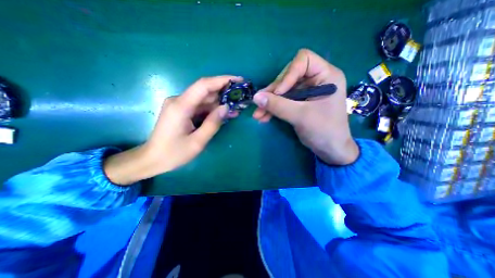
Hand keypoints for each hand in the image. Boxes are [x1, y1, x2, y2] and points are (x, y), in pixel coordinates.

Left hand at [104, 75, 241, 185]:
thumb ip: (213, 123)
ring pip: (204, 99)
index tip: (239, 80)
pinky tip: (224, 113)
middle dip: (224, 92)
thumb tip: (226, 107)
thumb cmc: (173, 153)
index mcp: (181, 106)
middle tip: (241, 96)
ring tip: (237, 107)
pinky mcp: (182, 111)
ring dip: (220, 102)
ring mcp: (180, 105)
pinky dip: (212, 109)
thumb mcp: (197, 142)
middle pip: (205, 91)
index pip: (204, 85)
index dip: (222, 80)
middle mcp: (179, 100)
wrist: (152, 159)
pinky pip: (200, 107)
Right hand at [253, 48, 357, 164]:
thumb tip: (256, 97)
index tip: (278, 92)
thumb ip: (278, 105)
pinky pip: (283, 101)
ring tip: (258, 114)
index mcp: (326, 76)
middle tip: (260, 104)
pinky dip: (273, 108)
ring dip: (269, 102)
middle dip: (273, 92)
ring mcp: (306, 92)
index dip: (287, 74)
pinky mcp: (299, 102)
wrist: (330, 150)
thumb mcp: (301, 116)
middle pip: (288, 76)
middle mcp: (315, 80)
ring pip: (282, 91)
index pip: (303, 60)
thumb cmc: (324, 131)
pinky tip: (263, 117)